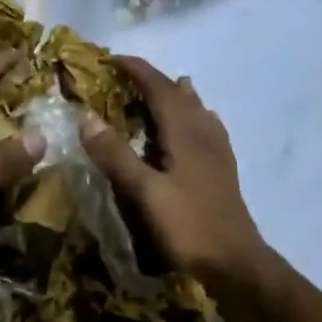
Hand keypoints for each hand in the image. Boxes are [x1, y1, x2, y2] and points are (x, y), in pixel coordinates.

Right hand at [80, 55, 272, 285]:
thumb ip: (116, 155)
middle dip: (155, 81)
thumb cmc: (188, 226)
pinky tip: (198, 127)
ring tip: (170, 87)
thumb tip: (87, 118)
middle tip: (129, 76)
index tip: (113, 58)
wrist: (234, 262)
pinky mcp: (222, 171)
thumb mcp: (144, 192)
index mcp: (185, 134)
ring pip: (198, 112)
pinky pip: (207, 130)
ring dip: (178, 97)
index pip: (160, 89)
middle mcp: (204, 135)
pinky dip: (195, 118)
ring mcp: (218, 153)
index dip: (138, 71)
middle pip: (181, 96)